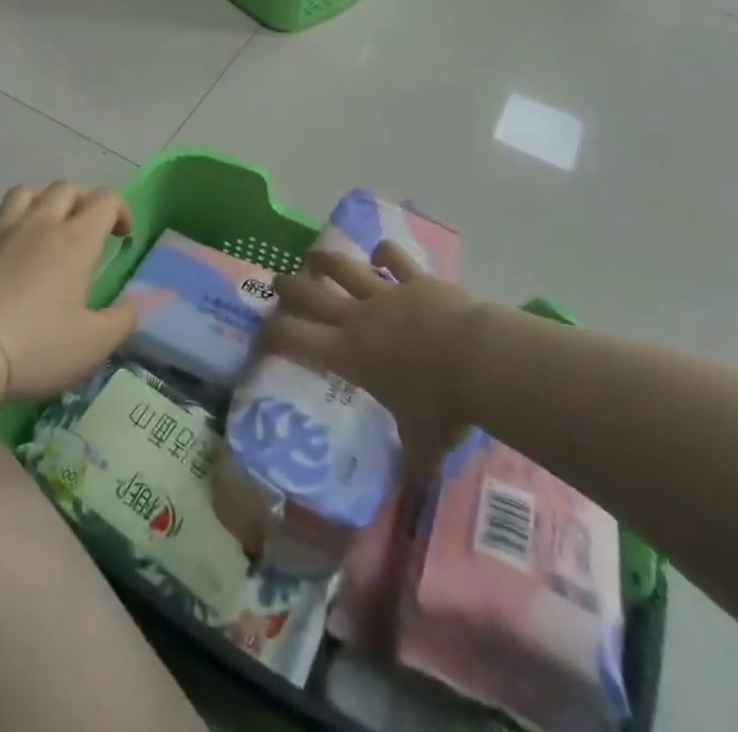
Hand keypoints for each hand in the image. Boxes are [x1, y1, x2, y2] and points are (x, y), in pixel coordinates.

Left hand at [0, 182, 137, 400]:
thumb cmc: (37, 346)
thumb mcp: (94, 344)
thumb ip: (122, 321)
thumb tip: (134, 304)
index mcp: (76, 240)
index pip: (105, 200)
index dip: (120, 210)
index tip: (122, 237)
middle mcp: (40, 225)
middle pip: (64, 188)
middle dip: (81, 202)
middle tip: (84, 231)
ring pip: (22, 194)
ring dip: (37, 204)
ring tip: (41, 231)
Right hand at [263, 241, 478, 483]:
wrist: (475, 359)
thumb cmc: (441, 405)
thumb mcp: (424, 443)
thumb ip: (415, 460)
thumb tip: (418, 486)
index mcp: (348, 354)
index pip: (296, 339)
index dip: (274, 333)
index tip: (262, 331)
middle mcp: (358, 318)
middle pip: (312, 294)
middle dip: (289, 287)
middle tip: (276, 280)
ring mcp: (386, 293)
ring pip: (345, 267)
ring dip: (326, 260)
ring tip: (313, 256)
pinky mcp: (415, 279)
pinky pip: (394, 259)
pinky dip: (385, 253)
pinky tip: (381, 250)